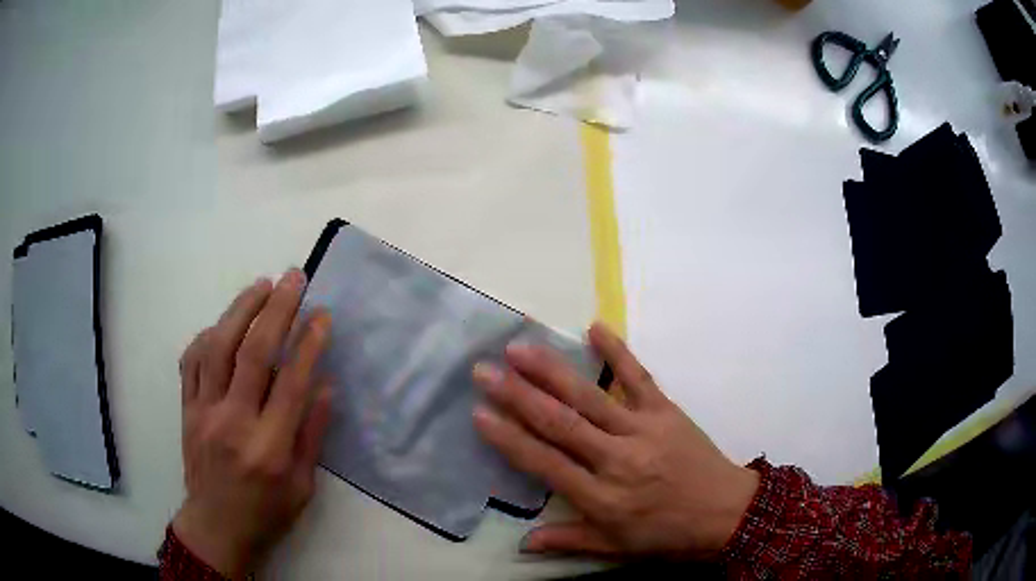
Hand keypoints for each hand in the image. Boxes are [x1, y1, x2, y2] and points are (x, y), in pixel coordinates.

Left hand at [173, 269, 332, 578]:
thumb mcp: (303, 487)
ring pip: (217, 347)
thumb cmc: (266, 514)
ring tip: (261, 285)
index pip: (291, 383)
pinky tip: (223, 324)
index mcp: (269, 449)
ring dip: (240, 309)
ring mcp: (204, 412)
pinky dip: (208, 335)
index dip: (309, 343)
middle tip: (293, 278)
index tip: (322, 314)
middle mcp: (233, 423)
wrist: (216, 528)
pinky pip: (192, 360)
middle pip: (253, 353)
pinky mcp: (186, 409)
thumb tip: (325, 386)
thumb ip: (312, 435)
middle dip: (276, 309)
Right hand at [472, 323, 758, 559]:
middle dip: (518, 395)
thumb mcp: (616, 549)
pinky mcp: (667, 411)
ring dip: (552, 371)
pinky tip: (595, 327)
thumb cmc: (668, 535)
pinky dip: (617, 352)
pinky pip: (639, 377)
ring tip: (519, 348)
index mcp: (602, 498)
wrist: (727, 514)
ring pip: (590, 397)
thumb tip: (522, 542)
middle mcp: (617, 460)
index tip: (478, 413)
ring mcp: (644, 430)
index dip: (509, 438)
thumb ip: (569, 541)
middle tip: (484, 370)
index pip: (544, 463)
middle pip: (560, 423)